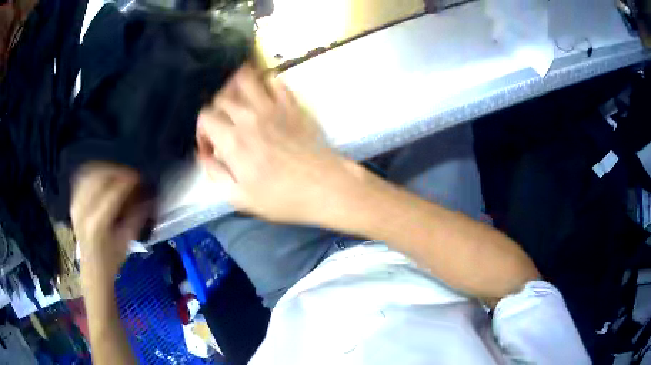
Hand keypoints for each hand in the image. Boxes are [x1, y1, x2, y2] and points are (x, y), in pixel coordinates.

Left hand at [70, 163, 147, 281]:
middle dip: (117, 171)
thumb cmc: (112, 260)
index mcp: (98, 223)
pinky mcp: (73, 203)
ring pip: (90, 174)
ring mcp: (76, 205)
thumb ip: (137, 216)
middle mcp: (84, 210)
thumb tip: (148, 195)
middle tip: (129, 175)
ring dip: (105, 170)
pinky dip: (93, 173)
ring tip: (116, 175)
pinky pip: (82, 178)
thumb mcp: (127, 240)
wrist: (92, 269)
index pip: (114, 191)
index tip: (140, 177)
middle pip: (100, 177)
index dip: (128, 180)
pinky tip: (102, 177)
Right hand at [196, 65, 365, 224]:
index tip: (210, 147)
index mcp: (233, 139)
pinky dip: (265, 84)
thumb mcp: (239, 197)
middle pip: (221, 97)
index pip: (205, 117)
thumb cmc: (281, 198)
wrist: (324, 187)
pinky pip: (275, 81)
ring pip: (246, 79)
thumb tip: (206, 155)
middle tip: (223, 128)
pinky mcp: (292, 104)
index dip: (202, 131)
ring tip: (238, 101)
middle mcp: (249, 116)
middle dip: (216, 112)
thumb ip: (216, 173)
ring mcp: (272, 106)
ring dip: (236, 87)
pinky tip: (264, 97)